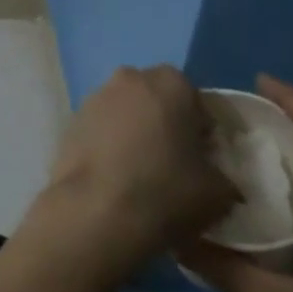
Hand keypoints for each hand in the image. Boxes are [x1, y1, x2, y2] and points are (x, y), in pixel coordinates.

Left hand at [20, 66, 237, 278]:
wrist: (95, 211)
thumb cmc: (165, 192)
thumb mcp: (220, 191)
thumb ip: (222, 172)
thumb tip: (214, 175)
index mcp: (170, 84)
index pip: (197, 100)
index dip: (205, 129)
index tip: (207, 157)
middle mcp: (128, 79)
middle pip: (157, 98)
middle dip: (167, 122)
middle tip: (176, 160)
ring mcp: (94, 98)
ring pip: (126, 111)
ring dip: (136, 130)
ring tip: (144, 170)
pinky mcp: (70, 121)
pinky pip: (101, 128)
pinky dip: (110, 143)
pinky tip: (116, 174)